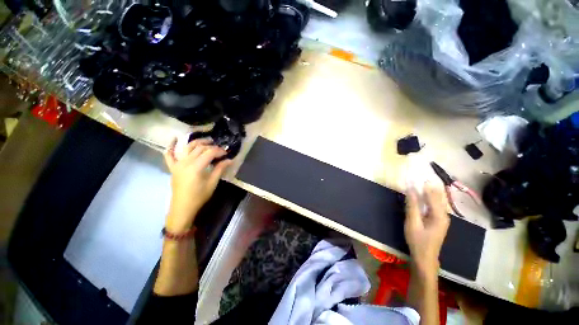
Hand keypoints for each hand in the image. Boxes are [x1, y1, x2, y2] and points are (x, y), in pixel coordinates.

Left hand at [163, 137, 231, 232]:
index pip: (209, 153)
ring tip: (207, 141)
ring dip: (197, 142)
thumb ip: (220, 169)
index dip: (219, 151)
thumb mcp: (212, 183)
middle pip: (199, 148)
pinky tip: (174, 139)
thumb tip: (230, 160)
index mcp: (196, 166)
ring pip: (187, 148)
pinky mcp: (173, 167)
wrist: (183, 207)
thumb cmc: (199, 196)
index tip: (226, 153)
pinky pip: (169, 155)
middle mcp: (186, 162)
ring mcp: (177, 164)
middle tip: (220, 149)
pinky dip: (171, 146)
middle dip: (211, 146)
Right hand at [404, 182, 449, 278]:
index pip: (432, 195)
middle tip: (420, 176)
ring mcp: (442, 218)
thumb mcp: (413, 223)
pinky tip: (423, 195)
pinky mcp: (438, 220)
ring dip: (429, 191)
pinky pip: (434, 205)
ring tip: (421, 182)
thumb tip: (411, 189)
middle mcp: (444, 215)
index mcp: (439, 215)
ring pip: (437, 200)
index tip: (417, 175)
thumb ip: (412, 206)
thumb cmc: (418, 240)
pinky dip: (429, 198)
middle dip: (429, 186)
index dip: (424, 185)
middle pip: (437, 196)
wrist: (425, 257)